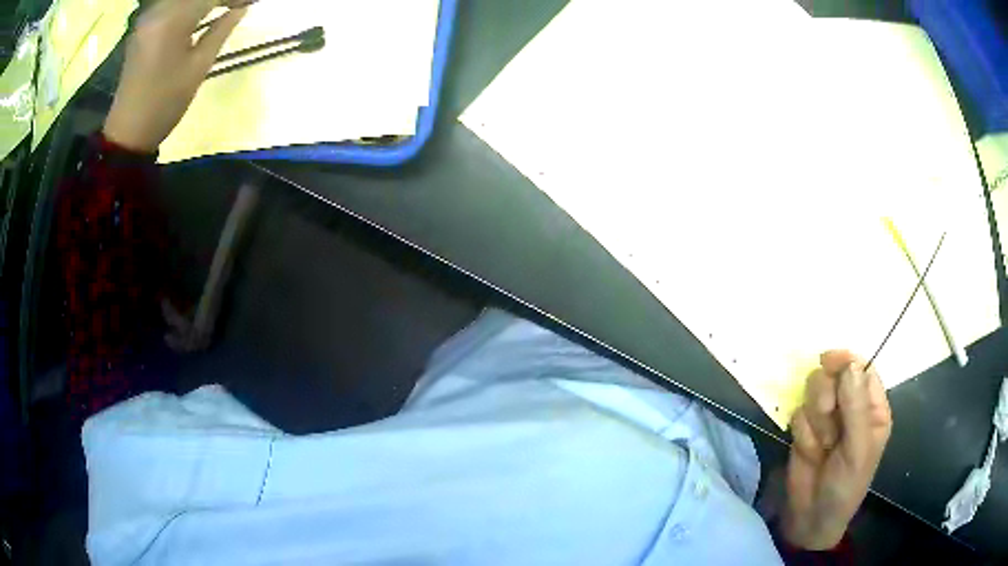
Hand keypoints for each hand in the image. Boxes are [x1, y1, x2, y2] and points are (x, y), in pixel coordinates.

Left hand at [103, 0, 249, 152]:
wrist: (128, 131)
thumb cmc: (164, 103)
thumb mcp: (198, 68)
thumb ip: (221, 30)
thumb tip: (241, 8)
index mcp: (172, 20)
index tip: (249, 3)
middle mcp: (159, 10)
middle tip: (237, 5)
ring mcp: (149, 17)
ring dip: (205, 0)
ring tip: (225, 6)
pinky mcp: (144, 25)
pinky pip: (172, 4)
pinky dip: (190, 4)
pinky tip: (203, 9)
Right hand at [783, 350, 891, 549]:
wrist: (811, 518)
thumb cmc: (845, 485)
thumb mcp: (857, 450)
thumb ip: (856, 408)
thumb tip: (850, 365)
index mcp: (872, 408)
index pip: (862, 369)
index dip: (847, 361)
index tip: (828, 361)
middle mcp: (850, 407)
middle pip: (835, 374)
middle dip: (827, 394)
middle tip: (827, 413)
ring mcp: (827, 417)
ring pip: (814, 390)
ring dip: (815, 416)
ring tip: (821, 444)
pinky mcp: (805, 428)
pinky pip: (798, 412)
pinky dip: (802, 431)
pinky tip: (808, 451)